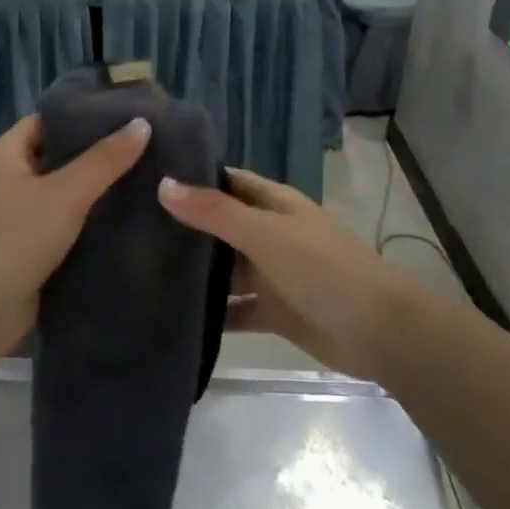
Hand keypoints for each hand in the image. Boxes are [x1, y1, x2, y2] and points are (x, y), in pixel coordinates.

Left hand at [0, 114, 151, 355]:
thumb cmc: (11, 240)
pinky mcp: (31, 254)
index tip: (131, 114)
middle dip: (102, 156)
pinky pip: (68, 231)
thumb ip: (104, 160)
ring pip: (68, 198)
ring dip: (101, 195)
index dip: (87, 115)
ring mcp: (20, 220)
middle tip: (153, 147)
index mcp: (7, 155)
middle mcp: (11, 182)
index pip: (50, 121)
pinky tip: (133, 223)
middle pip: (62, 159)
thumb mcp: (63, 194)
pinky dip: (94, 228)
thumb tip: (142, 123)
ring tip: (152, 181)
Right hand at [158, 168, 421, 382]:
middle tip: (132, 229)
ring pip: (226, 270)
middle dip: (186, 228)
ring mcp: (273, 275)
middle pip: (222, 227)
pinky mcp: (274, 313)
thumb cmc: (321, 268)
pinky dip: (212, 313)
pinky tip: (173, 315)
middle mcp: (271, 234)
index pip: (227, 181)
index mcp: (274, 204)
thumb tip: (163, 185)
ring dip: (195, 273)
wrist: (377, 330)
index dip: (195, 178)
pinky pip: (235, 309)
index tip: (149, 179)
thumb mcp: (264, 233)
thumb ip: (214, 212)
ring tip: (142, 273)